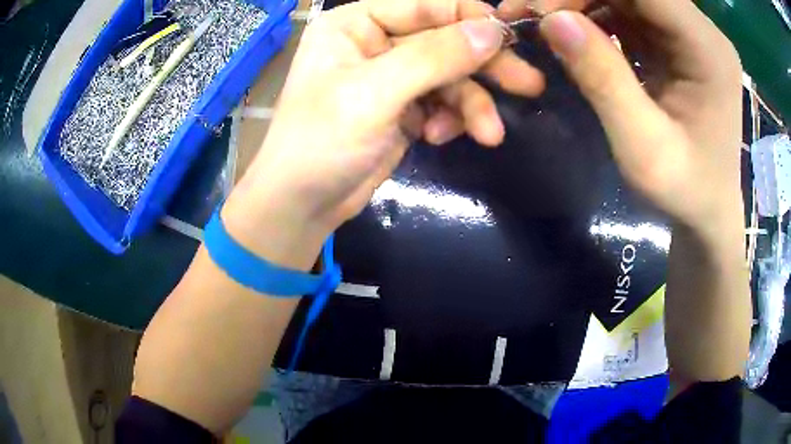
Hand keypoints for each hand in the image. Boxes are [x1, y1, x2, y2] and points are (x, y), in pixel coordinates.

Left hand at [222, 0, 545, 265]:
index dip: (470, 18)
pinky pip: (443, 101)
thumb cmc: (321, 141)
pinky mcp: (404, 107)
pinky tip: (438, 138)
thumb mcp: (375, 93)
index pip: (426, 5)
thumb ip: (434, 57)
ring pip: (450, 76)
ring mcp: (392, 76)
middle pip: (444, 40)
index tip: (509, 39)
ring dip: (471, 104)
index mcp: (357, 23)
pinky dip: (450, 119)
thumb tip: (493, 30)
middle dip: (484, 65)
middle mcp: (375, 41)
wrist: (302, 204)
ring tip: (488, 134)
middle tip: (529, 84)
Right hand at [504, 0, 743, 239]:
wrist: (708, 209)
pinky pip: (627, 11)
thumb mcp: (643, 150)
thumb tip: (553, 20)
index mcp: (707, 49)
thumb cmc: (685, 191)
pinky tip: (573, 36)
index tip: (542, 11)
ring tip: (544, 24)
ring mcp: (688, 33)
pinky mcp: (673, 41)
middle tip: (531, 15)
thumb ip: (604, 82)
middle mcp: (700, 30)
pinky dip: (593, 16)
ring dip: (580, 2)